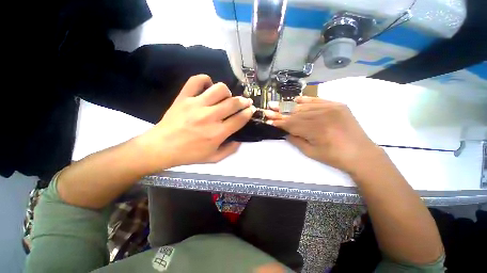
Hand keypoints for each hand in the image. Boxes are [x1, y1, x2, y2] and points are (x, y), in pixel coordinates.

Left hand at [138, 75, 253, 171]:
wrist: (161, 148)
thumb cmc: (189, 155)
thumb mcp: (213, 158)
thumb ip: (230, 150)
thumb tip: (239, 139)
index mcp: (218, 133)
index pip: (239, 119)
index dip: (248, 113)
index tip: (251, 110)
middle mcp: (210, 117)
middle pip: (233, 103)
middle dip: (243, 101)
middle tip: (245, 102)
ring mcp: (196, 105)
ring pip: (219, 89)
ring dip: (227, 92)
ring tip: (226, 97)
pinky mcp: (184, 98)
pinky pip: (196, 81)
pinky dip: (205, 80)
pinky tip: (208, 86)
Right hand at [272, 96, 380, 173]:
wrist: (361, 153)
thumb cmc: (334, 157)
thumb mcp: (310, 152)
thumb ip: (295, 140)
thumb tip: (284, 131)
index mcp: (316, 129)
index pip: (291, 123)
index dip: (278, 121)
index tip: (268, 118)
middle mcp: (322, 115)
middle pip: (296, 113)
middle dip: (280, 112)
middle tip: (269, 108)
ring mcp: (331, 108)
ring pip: (304, 106)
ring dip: (290, 107)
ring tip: (278, 104)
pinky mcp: (337, 105)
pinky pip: (318, 100)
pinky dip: (306, 99)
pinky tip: (296, 99)